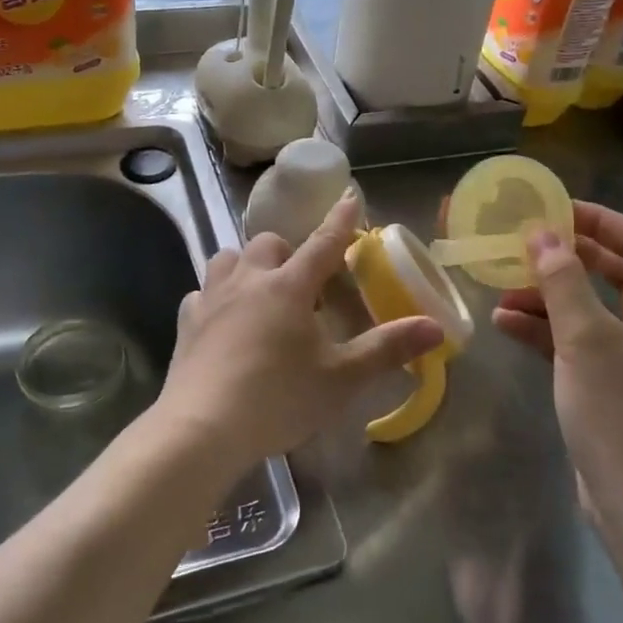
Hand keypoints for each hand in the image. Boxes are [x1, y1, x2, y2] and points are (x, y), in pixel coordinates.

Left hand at [157, 194, 443, 477]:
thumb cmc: (279, 398)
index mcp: (290, 287)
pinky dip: (216, 298)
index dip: (341, 220)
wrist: (202, 427)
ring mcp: (212, 298)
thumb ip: (387, 349)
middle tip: (302, 282)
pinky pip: (202, 293)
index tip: (350, 195)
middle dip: (288, 252)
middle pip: (268, 244)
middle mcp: (249, 280)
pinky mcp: (186, 322)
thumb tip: (435, 327)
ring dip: (247, 266)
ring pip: (228, 258)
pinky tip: (222, 321)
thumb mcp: (342, 378)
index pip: (323, 243)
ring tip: (259, 291)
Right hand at [490, 202, 622, 558]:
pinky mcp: (615, 389)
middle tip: (523, 246)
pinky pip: (579, 345)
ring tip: (500, 291)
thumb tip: (542, 234)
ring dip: (548, 298)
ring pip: (590, 311)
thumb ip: (563, 281)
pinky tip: (504, 326)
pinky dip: (546, 332)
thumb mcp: (585, 338)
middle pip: (614, 275)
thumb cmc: (621, 411)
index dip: (600, 221)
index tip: (554, 211)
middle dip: (567, 259)